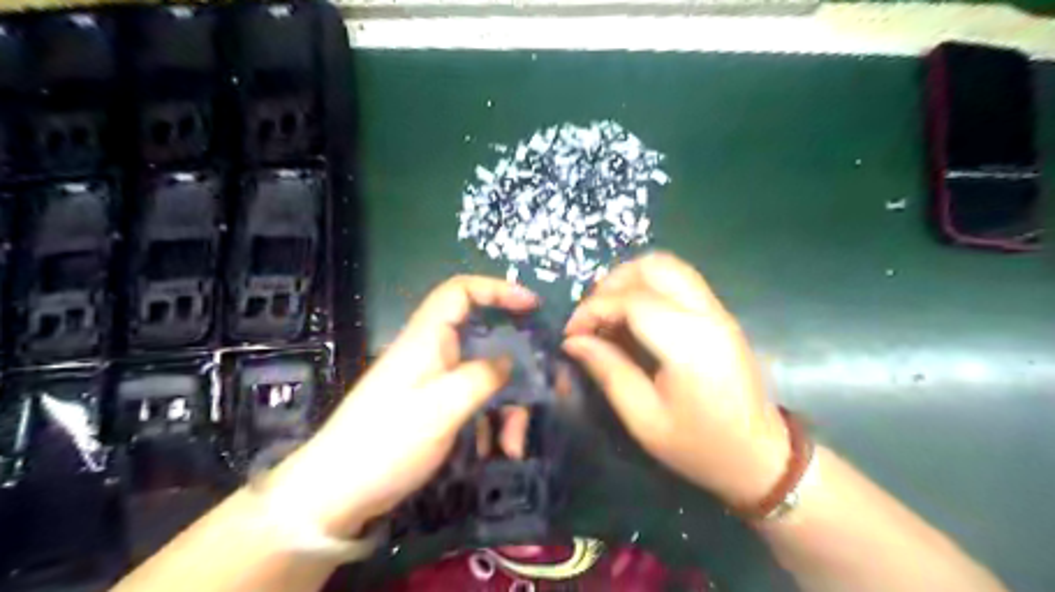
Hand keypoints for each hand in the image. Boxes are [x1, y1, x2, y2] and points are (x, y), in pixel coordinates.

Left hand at [268, 276, 539, 539]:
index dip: (497, 289)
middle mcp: (433, 354)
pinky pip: (474, 403)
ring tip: (513, 446)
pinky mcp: (435, 409)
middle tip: (543, 390)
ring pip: (485, 378)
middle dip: (516, 368)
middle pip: (484, 341)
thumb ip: (482, 377)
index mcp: (427, 339)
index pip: (461, 292)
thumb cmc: (385, 443)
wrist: (336, 495)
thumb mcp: (441, 408)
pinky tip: (497, 451)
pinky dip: (491, 423)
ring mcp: (434, 383)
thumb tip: (509, 360)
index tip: (532, 304)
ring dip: (506, 407)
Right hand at [564, 251, 786, 505]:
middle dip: (612, 283)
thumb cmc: (699, 446)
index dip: (593, 309)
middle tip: (591, 316)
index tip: (571, 333)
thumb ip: (607, 370)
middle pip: (654, 266)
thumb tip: (573, 341)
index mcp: (689, 343)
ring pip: (669, 266)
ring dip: (631, 280)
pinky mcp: (720, 315)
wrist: (760, 457)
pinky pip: (679, 281)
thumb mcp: (643, 417)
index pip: (632, 300)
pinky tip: (633, 316)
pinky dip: (648, 287)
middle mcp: (707, 314)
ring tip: (608, 312)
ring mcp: (718, 311)